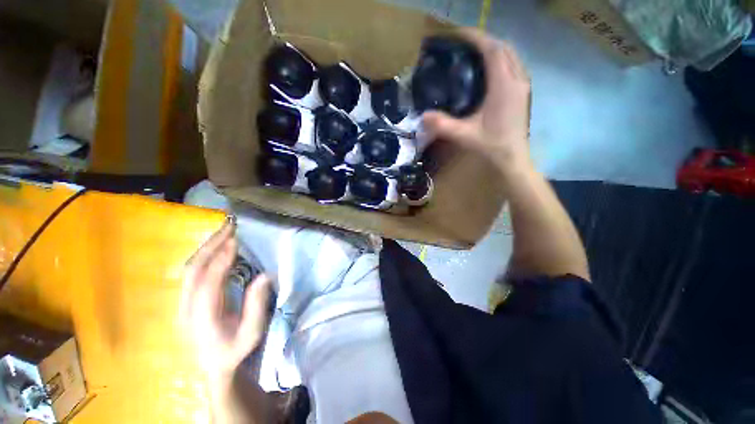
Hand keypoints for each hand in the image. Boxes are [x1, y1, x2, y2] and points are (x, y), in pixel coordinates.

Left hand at [180, 219, 272, 383]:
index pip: (208, 283)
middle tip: (229, 227)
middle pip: (193, 271)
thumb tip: (265, 275)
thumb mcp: (251, 333)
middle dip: (210, 246)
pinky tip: (217, 246)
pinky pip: (193, 271)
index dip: (221, 260)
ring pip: (189, 269)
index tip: (235, 241)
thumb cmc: (234, 350)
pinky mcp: (186, 299)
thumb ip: (256, 305)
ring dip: (206, 247)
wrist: (211, 367)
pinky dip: (204, 254)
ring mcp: (183, 303)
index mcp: (202, 318)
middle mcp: (186, 308)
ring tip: (224, 230)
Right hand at [422, 28, 531, 173]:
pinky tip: (489, 70)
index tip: (459, 34)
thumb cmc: (491, 145)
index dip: (477, 38)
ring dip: (494, 48)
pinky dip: (501, 59)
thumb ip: (444, 125)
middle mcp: (517, 79)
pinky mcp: (522, 92)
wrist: (513, 157)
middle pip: (503, 48)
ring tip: (475, 53)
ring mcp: (522, 85)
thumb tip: (423, 116)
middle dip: (484, 40)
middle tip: (464, 44)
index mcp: (503, 86)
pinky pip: (513, 65)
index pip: (493, 50)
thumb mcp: (465, 135)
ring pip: (511, 55)